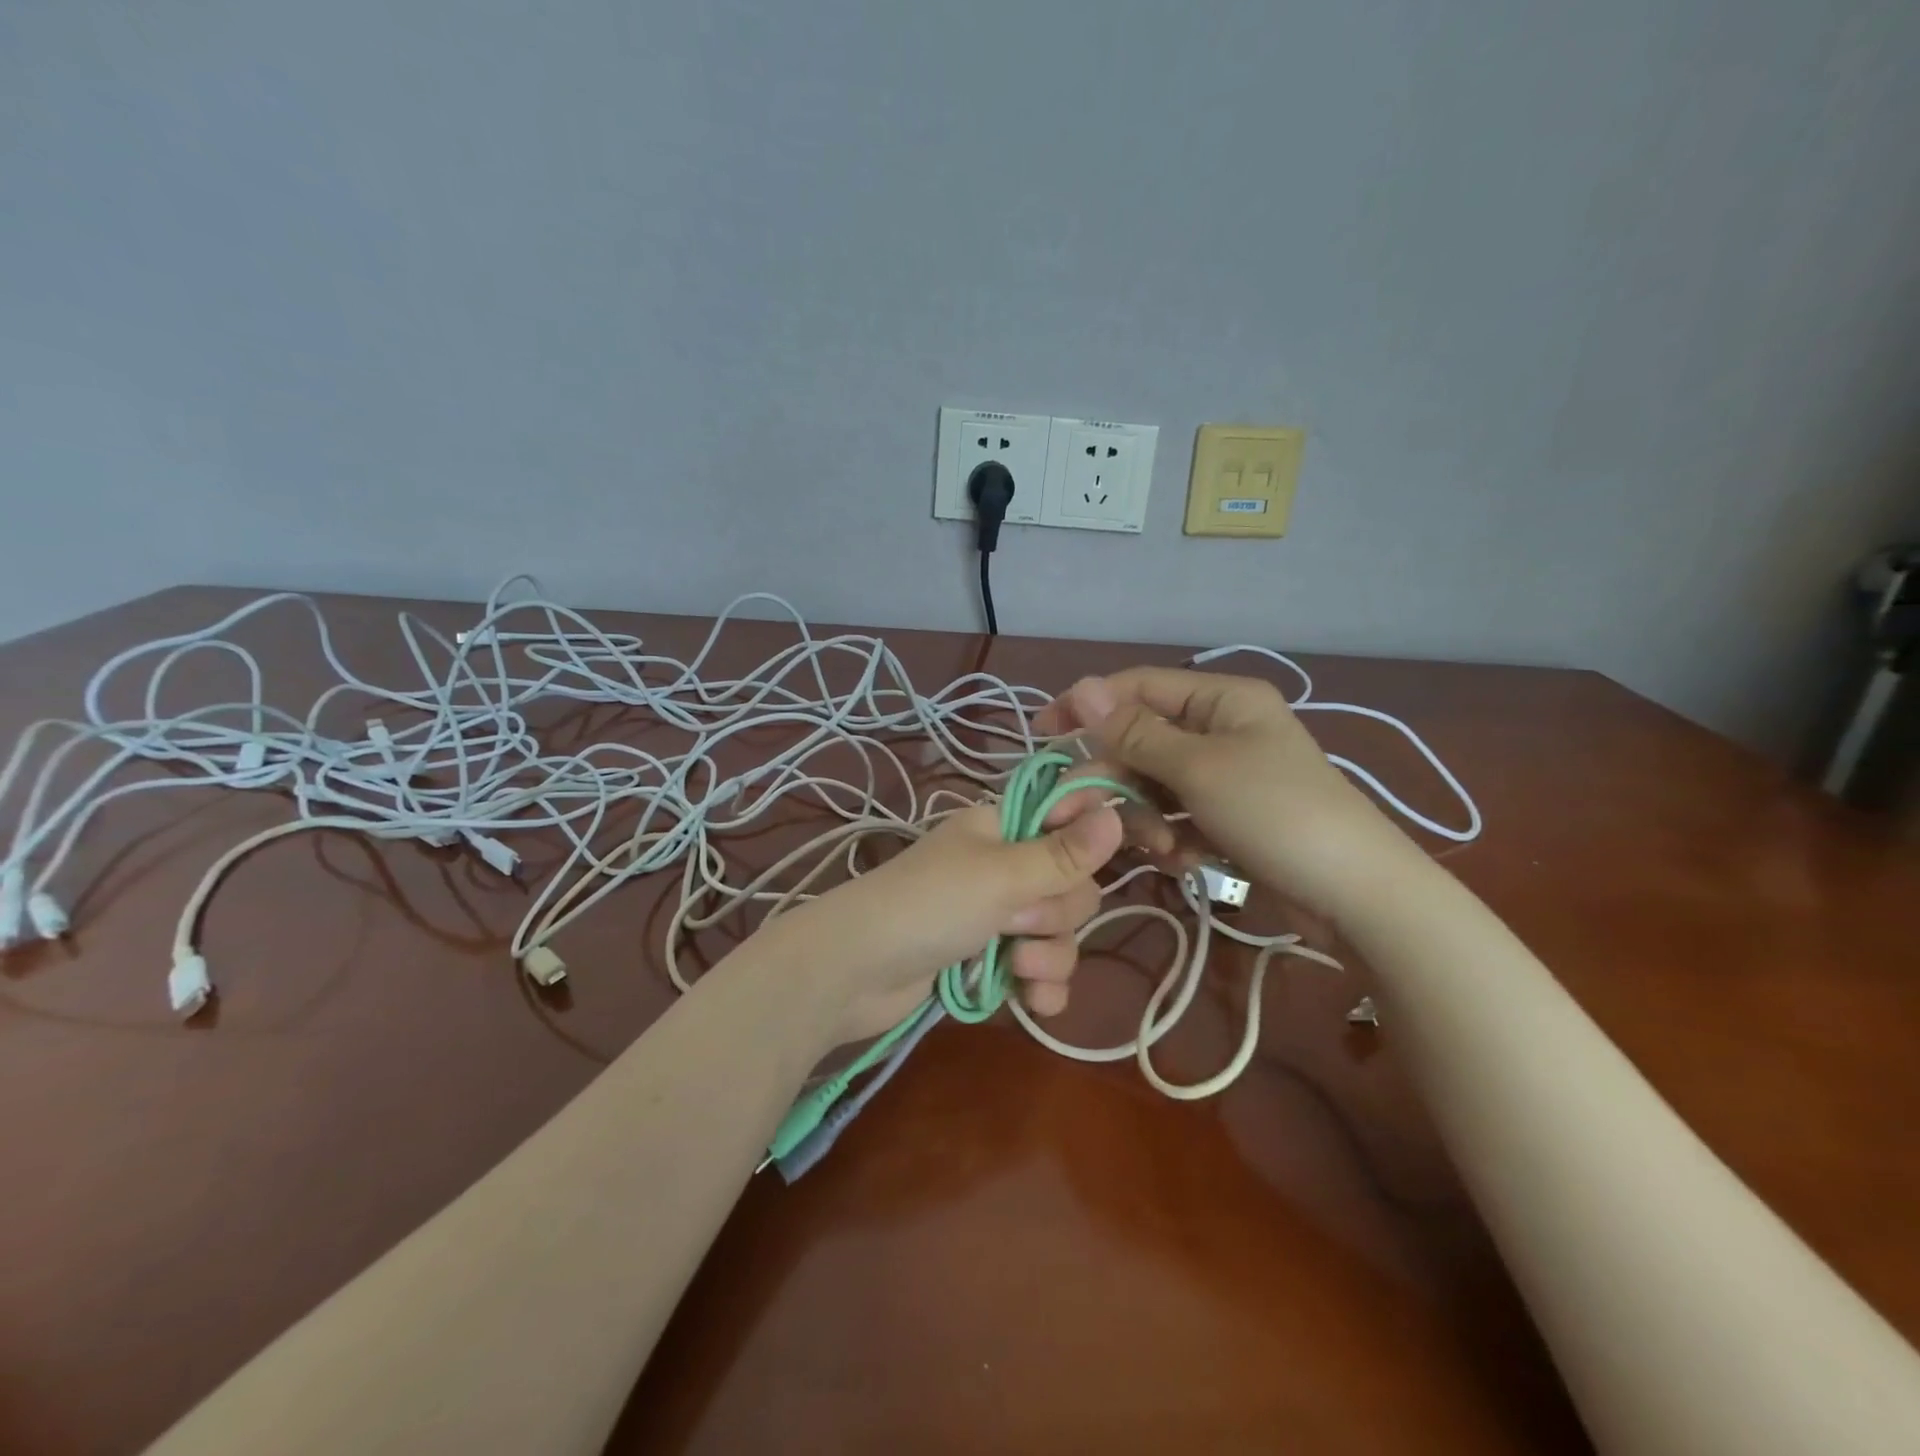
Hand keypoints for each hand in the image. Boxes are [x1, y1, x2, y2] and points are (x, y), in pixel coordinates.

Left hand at [769, 798, 1123, 1044]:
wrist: (853, 973)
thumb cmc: (927, 906)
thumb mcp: (999, 876)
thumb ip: (1062, 853)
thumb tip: (1114, 811)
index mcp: (1003, 827)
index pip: (1072, 816)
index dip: (1108, 830)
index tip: (1158, 846)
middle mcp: (1002, 865)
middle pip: (1073, 886)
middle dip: (1057, 915)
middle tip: (1015, 922)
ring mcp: (994, 915)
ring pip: (1059, 933)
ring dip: (1047, 957)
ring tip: (1014, 967)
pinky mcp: (987, 958)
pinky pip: (1038, 970)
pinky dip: (1039, 987)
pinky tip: (1030, 1003)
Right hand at [1036, 667, 1411, 921]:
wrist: (1355, 896)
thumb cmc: (1276, 814)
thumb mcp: (1198, 769)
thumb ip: (1134, 731)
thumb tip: (1082, 686)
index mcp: (1221, 700)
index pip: (1138, 687)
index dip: (1087, 707)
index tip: (1042, 734)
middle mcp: (1220, 730)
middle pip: (1140, 742)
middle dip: (1114, 780)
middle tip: (1077, 814)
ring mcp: (1223, 776)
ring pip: (1153, 784)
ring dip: (1144, 816)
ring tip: (1159, 848)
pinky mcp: (1225, 817)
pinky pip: (1175, 816)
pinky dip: (1170, 837)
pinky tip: (1183, 861)